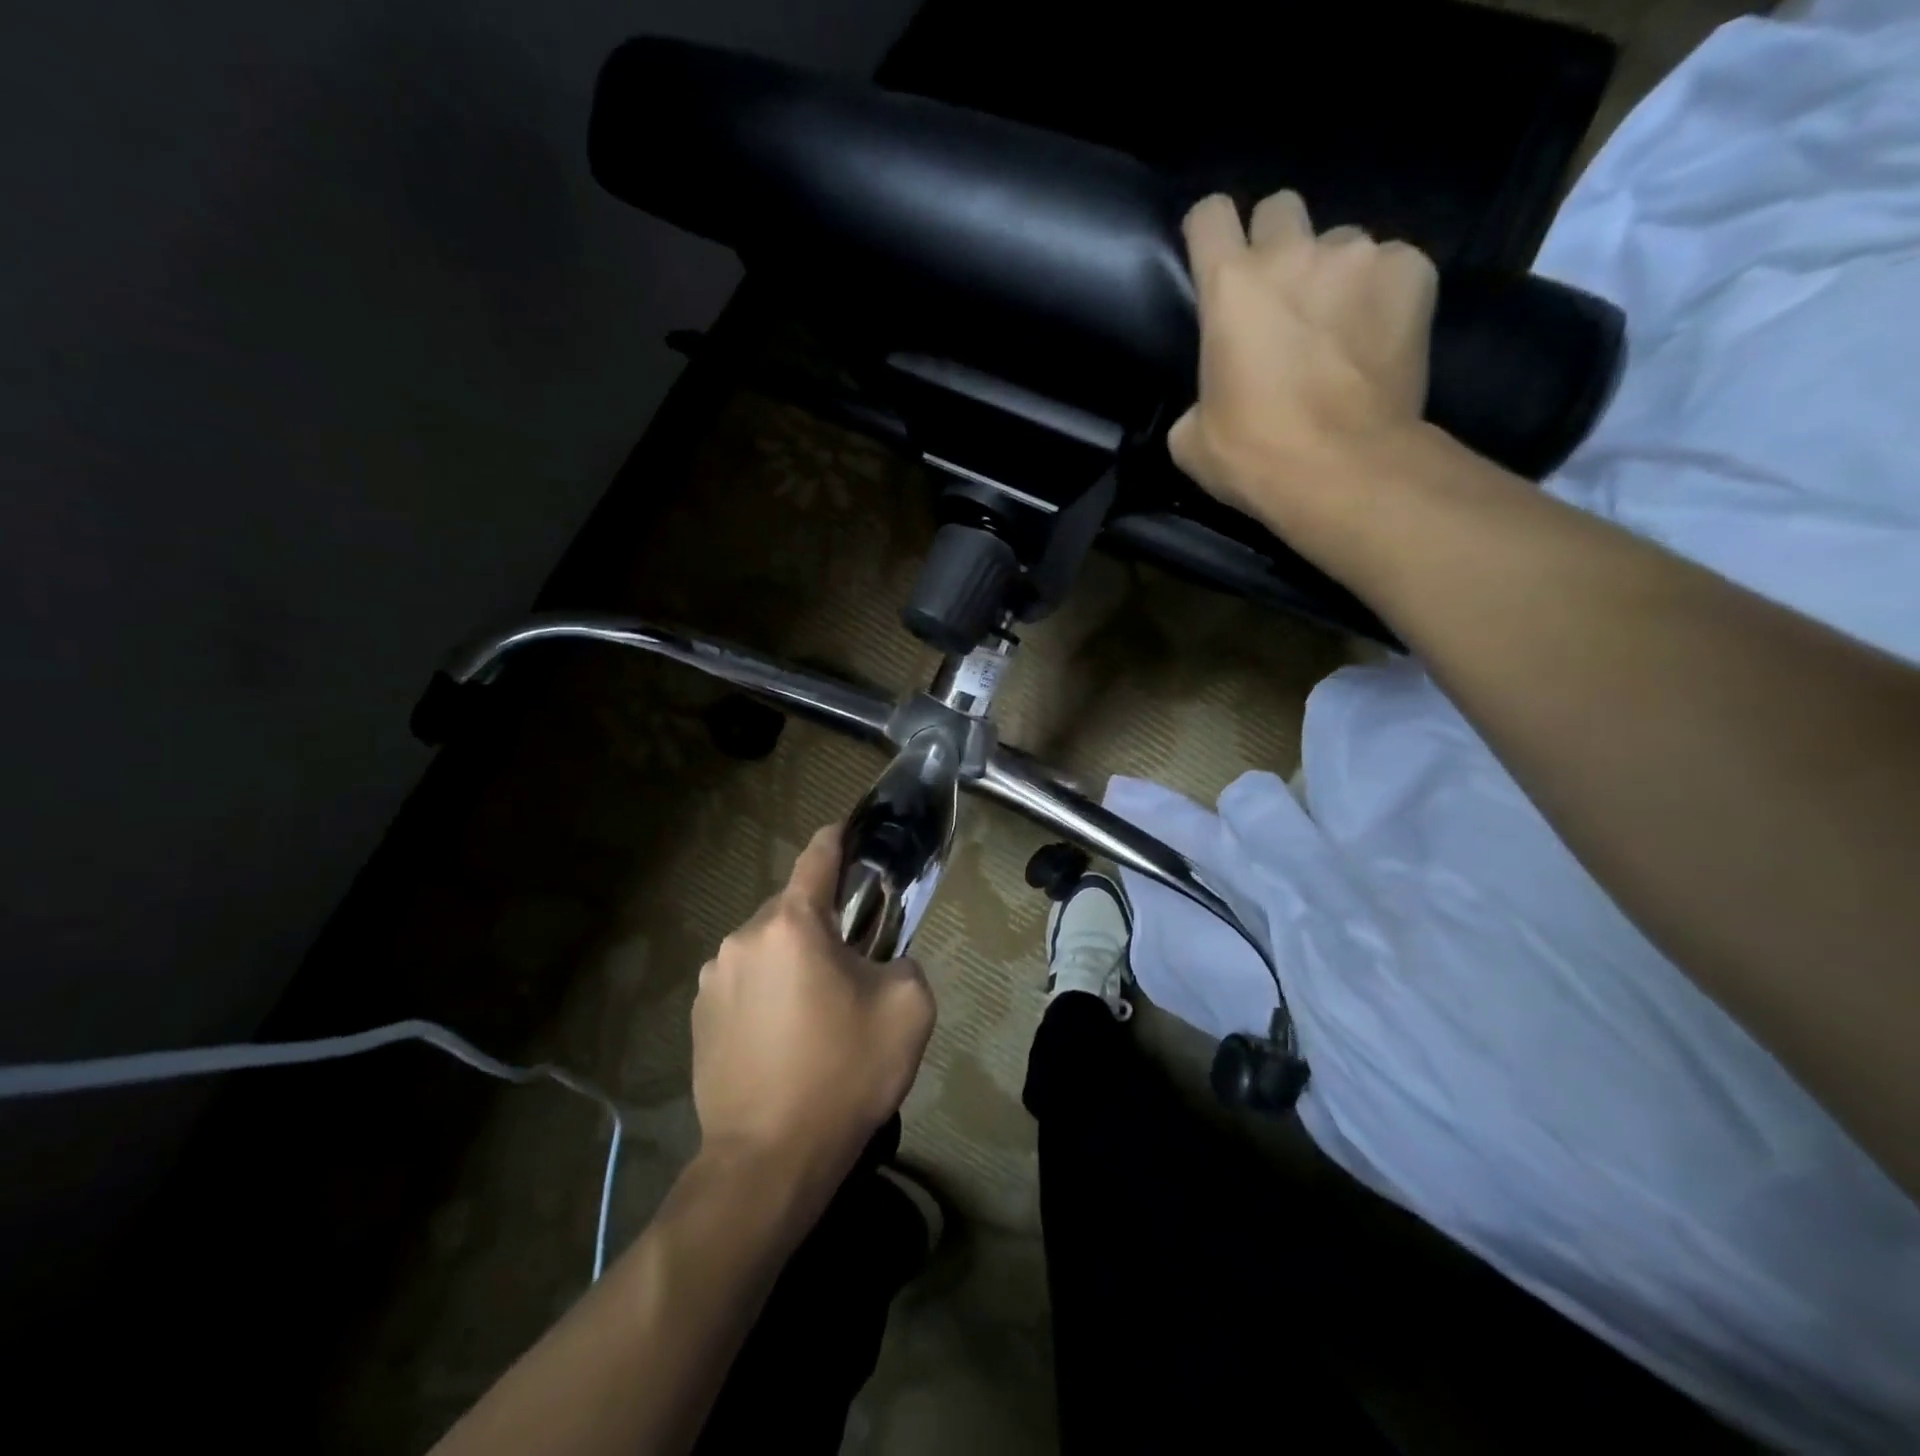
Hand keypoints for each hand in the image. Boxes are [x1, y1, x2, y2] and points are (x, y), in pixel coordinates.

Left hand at [690, 824, 935, 1195]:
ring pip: (767, 948)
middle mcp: (743, 938)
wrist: (768, 1161)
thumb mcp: (909, 1008)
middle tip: (853, 965)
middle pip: (793, 910)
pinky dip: (767, 992)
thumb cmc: (843, 1074)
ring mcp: (713, 979)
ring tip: (816, 1013)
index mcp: (792, 925)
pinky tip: (784, 1039)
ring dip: (792, 962)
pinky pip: (744, 984)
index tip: (850, 831)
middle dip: (823, 924)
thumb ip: (904, 961)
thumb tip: (880, 962)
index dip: (838, 838)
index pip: (817, 857)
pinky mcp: (699, 1017)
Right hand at [1168, 190, 1438, 544]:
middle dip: (1275, 243)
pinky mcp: (1413, 273)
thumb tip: (1212, 397)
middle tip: (1279, 296)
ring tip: (1339, 329)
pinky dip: (1383, 295)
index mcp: (1230, 286)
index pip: (1210, 213)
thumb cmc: (1254, 456)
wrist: (1344, 471)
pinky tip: (1378, 339)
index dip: (1209, 233)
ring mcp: (1359, 256)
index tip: (1214, 259)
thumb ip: (1197, 397)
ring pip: (1340, 242)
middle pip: (1279, 208)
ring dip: (1333, 275)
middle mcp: (1293, 252)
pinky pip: (1393, 266)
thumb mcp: (1191, 438)